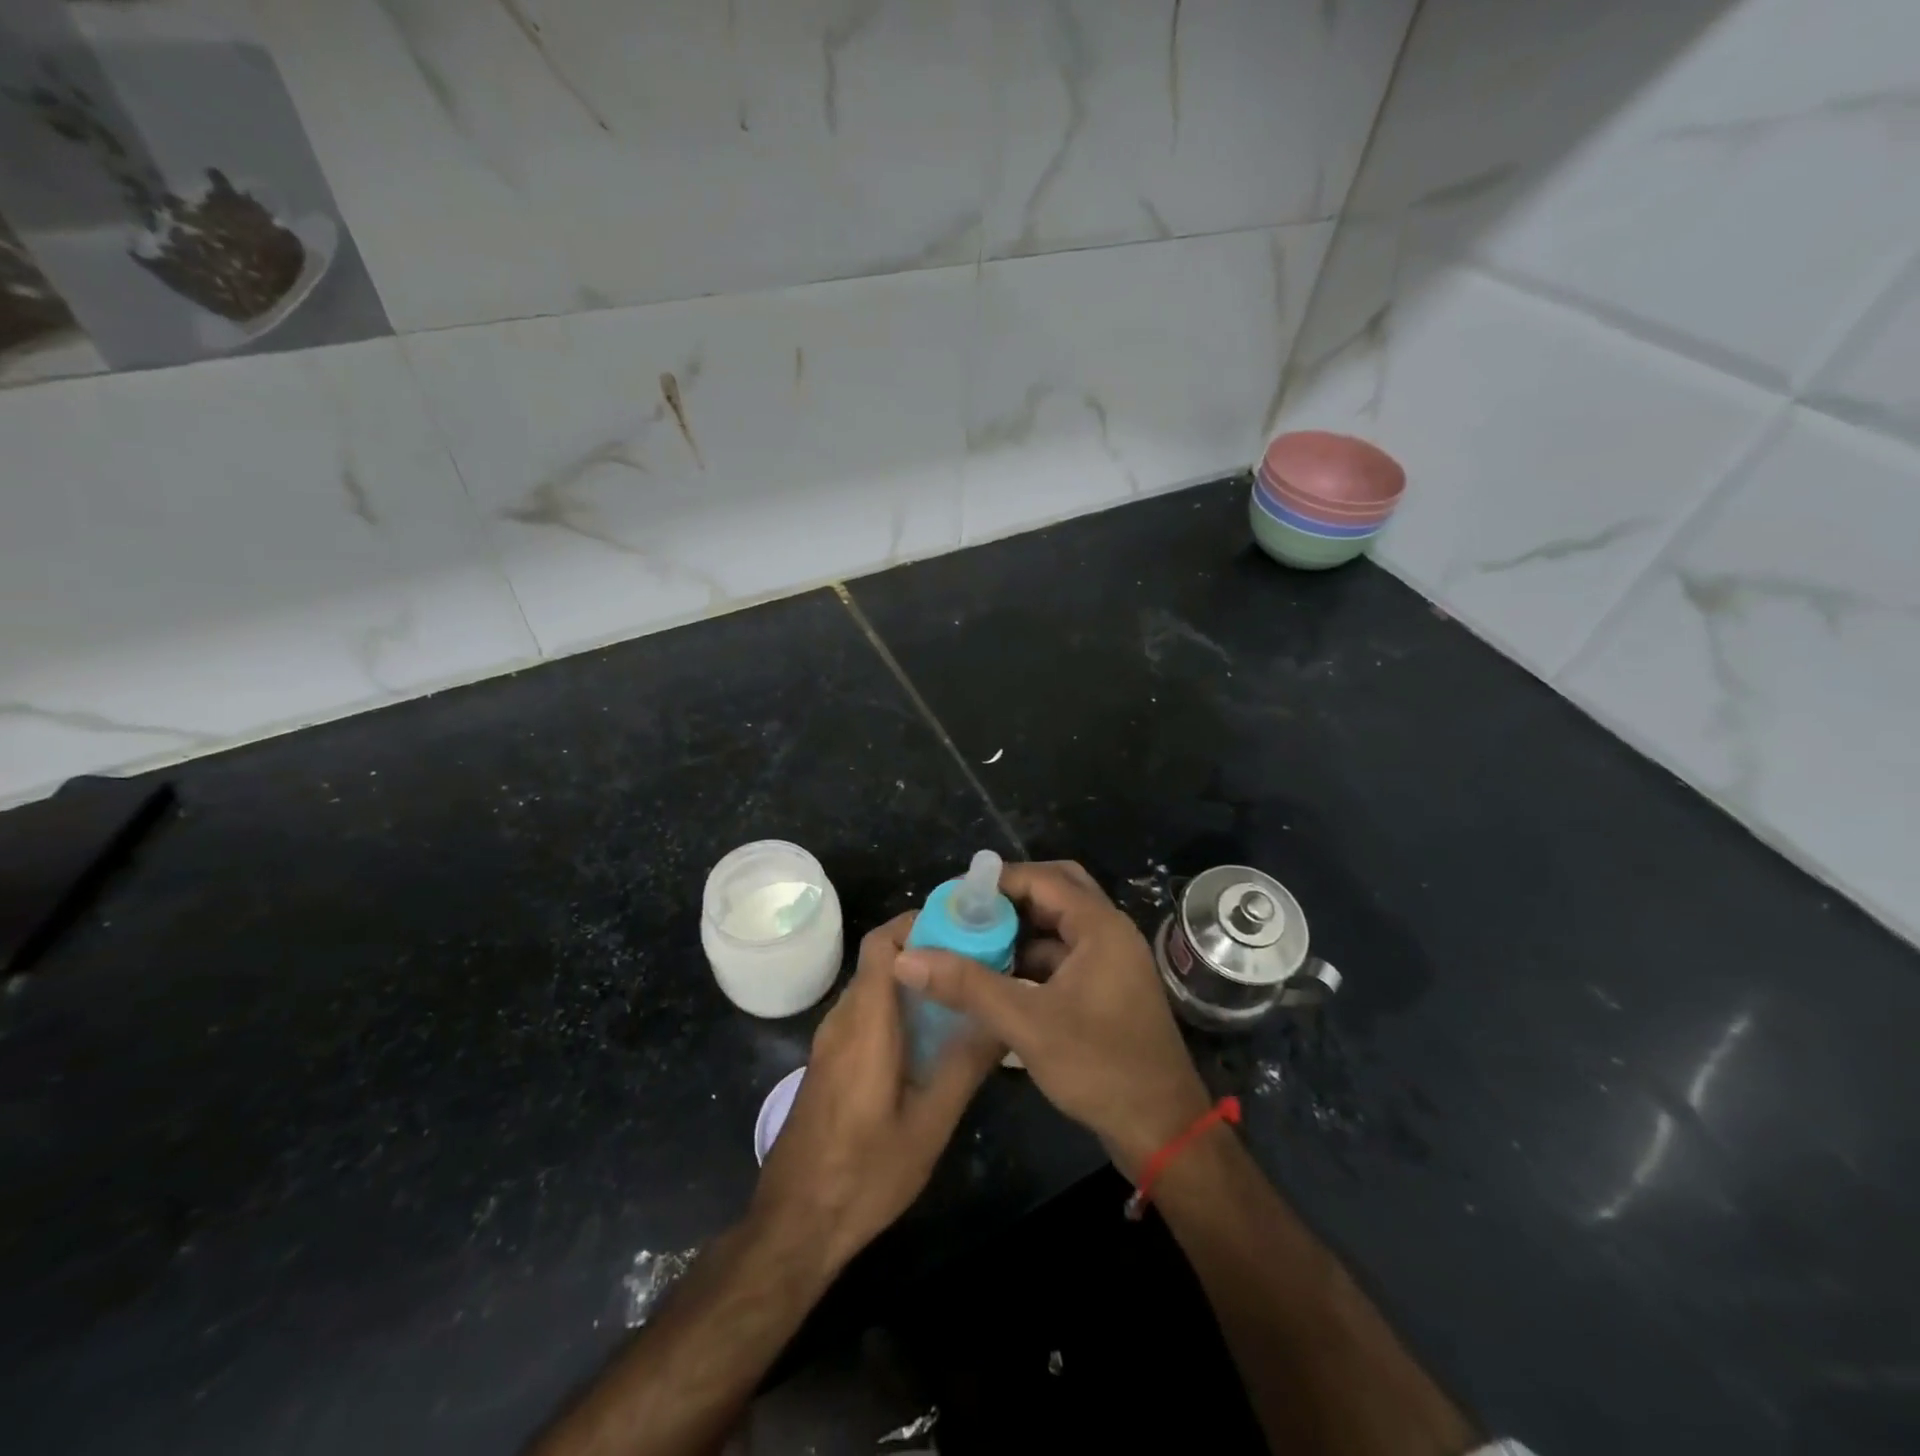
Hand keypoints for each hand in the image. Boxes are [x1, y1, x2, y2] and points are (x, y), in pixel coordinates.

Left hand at [750, 913, 1003, 1276]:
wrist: (794, 1224)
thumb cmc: (863, 1173)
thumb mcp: (928, 1126)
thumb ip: (965, 1067)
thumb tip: (1001, 1019)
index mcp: (865, 1024)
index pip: (882, 944)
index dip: (918, 922)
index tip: (964, 924)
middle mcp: (842, 1020)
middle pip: (881, 959)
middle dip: (927, 947)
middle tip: (977, 958)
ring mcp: (831, 1041)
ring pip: (874, 985)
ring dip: (913, 977)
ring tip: (962, 990)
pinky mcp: (830, 1061)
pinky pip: (866, 1011)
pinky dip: (898, 1004)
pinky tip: (931, 1034)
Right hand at [892, 861, 1210, 1179]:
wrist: (1162, 1128)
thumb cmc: (1100, 1067)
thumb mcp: (1027, 1024)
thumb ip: (967, 986)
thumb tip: (906, 957)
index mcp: (1100, 926)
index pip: (1042, 879)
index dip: (997, 882)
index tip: (954, 897)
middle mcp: (1110, 932)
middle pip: (1055, 892)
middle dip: (1010, 900)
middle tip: (968, 915)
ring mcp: (1112, 961)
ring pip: (1059, 926)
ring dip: (1020, 931)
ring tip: (973, 944)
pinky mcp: (1108, 988)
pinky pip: (1065, 955)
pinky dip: (1033, 959)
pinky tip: (999, 980)